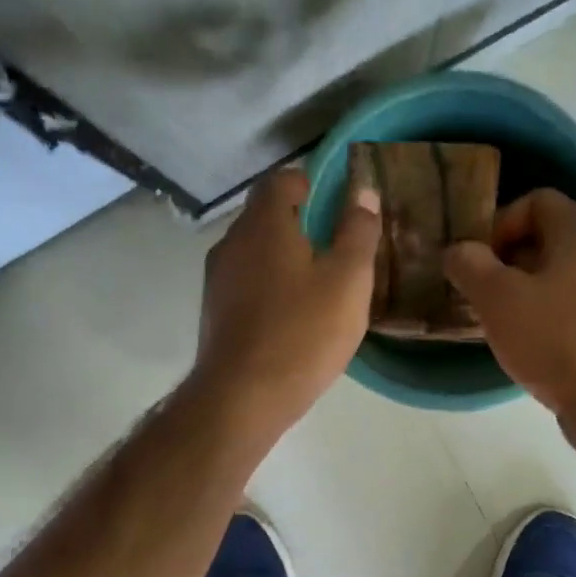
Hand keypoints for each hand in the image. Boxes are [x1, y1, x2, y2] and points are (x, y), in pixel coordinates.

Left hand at [193, 167, 380, 437]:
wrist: (242, 397)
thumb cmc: (303, 333)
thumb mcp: (348, 281)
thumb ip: (358, 233)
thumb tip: (362, 193)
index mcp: (264, 223)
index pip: (282, 179)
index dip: (311, 185)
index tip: (337, 207)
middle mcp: (232, 241)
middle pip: (265, 215)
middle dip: (299, 223)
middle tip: (335, 249)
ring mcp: (217, 278)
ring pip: (254, 251)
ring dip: (283, 257)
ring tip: (316, 285)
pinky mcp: (213, 311)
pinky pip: (246, 282)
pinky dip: (268, 285)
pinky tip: (291, 314)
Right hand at [444, 188, 575, 442]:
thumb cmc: (552, 336)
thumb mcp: (497, 297)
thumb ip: (470, 265)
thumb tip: (457, 251)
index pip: (534, 200)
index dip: (499, 222)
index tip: (477, 258)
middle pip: (541, 237)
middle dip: (502, 259)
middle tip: (476, 288)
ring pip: (550, 272)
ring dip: (516, 288)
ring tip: (491, 315)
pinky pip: (562, 301)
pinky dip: (536, 311)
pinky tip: (517, 337)